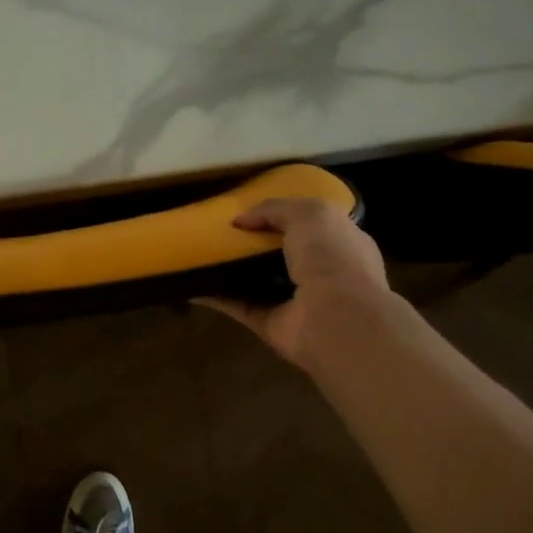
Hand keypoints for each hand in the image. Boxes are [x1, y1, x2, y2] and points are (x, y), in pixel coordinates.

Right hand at [197, 198, 395, 368]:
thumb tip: (241, 220)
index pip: (313, 226)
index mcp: (340, 243)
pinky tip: (191, 284)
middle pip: (282, 255)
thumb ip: (275, 209)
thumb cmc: (332, 258)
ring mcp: (296, 302)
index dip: (285, 216)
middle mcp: (321, 273)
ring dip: (233, 271)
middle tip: (223, 230)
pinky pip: (239, 306)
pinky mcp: (270, 324)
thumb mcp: (310, 214)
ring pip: (258, 282)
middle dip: (255, 244)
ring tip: (202, 253)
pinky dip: (216, 297)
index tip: (254, 210)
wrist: (335, 318)